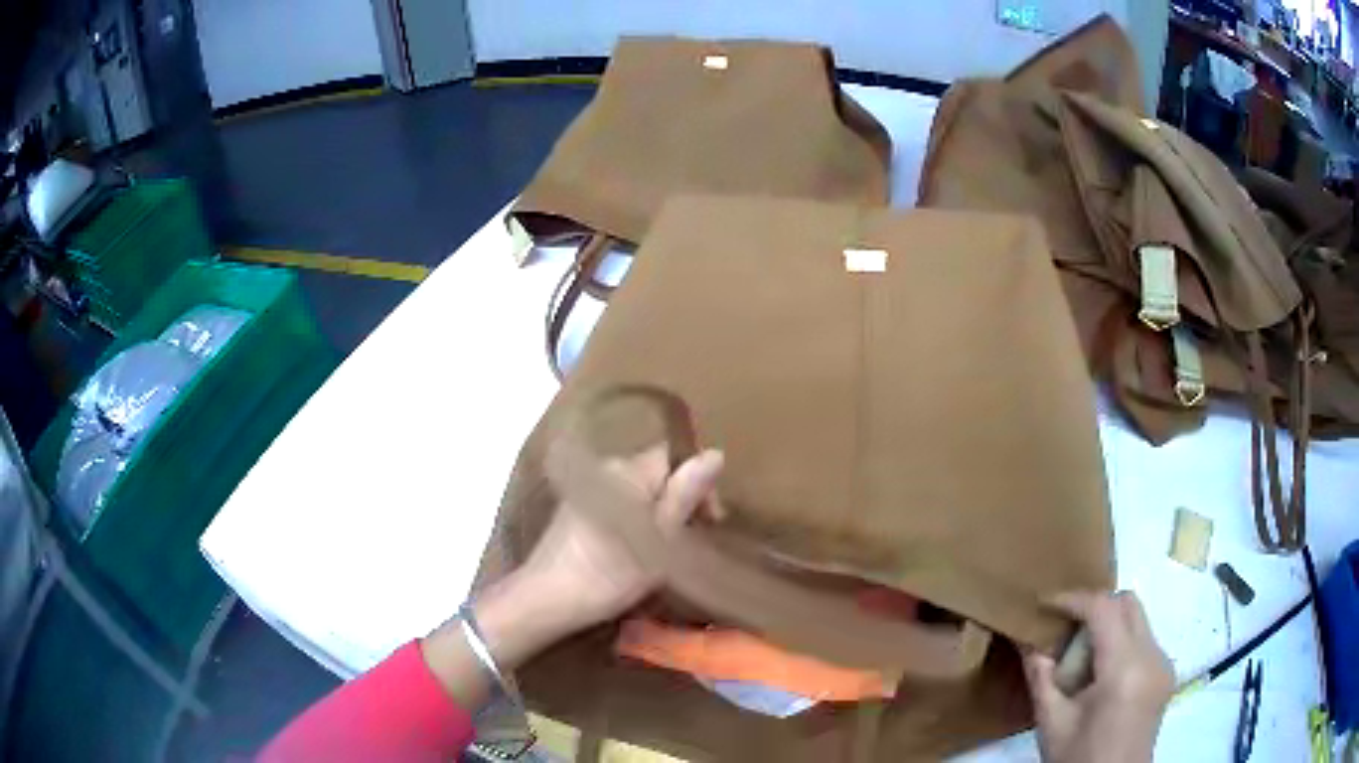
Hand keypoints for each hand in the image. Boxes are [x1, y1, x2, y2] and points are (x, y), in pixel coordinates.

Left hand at [518, 445, 724, 633]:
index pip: (675, 458)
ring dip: (659, 512)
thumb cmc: (608, 575)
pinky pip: (619, 502)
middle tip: (689, 541)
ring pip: (638, 490)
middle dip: (680, 500)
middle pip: (657, 472)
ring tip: (667, 550)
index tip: (709, 522)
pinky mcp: (576, 509)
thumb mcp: (659, 541)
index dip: (699, 485)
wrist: (546, 598)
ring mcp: (587, 488)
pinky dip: (636, 519)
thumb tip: (715, 453)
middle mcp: (605, 469)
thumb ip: (684, 496)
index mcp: (627, 472)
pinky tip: (637, 549)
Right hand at [1024, 591, 1174, 762]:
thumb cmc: (1079, 758)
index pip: (1105, 610)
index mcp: (1125, 669)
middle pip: (1127, 604)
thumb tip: (1024, 640)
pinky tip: (1099, 674)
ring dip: (1108, 626)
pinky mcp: (1165, 672)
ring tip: (1079, 658)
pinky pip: (1143, 639)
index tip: (1046, 604)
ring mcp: (1163, 663)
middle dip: (1094, 608)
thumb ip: (1040, 677)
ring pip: (1137, 619)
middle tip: (1064, 630)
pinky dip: (1119, 643)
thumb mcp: (1051, 723)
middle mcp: (1152, 656)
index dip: (1074, 599)